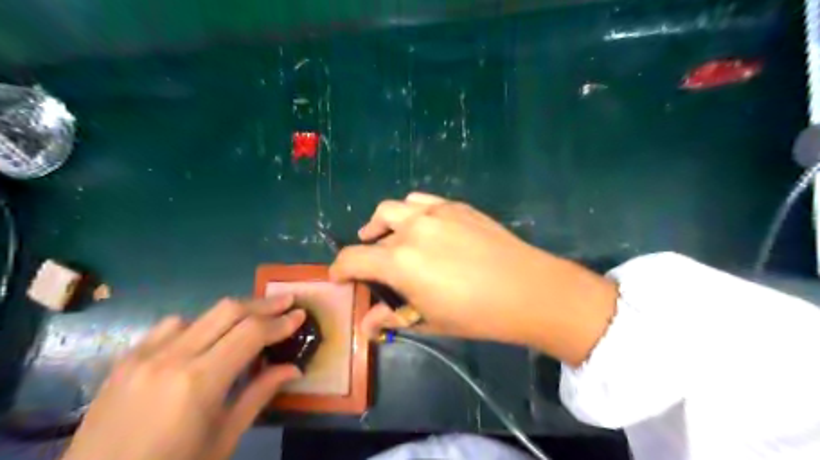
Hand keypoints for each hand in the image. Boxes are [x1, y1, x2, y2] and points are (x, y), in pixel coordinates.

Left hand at [59, 297, 304, 458]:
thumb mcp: (224, 437)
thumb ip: (260, 394)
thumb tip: (294, 368)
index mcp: (199, 382)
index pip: (251, 333)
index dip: (280, 321)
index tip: (300, 314)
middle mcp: (171, 358)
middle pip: (228, 310)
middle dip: (263, 304)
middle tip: (286, 302)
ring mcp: (143, 356)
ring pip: (200, 314)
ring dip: (232, 313)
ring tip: (251, 321)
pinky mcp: (125, 360)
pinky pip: (170, 326)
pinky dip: (198, 324)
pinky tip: (205, 338)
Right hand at [327, 192, 614, 363]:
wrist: (526, 288)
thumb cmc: (475, 313)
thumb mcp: (429, 320)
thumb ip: (392, 318)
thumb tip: (366, 325)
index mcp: (399, 261)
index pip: (353, 259)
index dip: (339, 269)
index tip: (339, 277)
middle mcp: (411, 229)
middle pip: (372, 228)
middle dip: (365, 247)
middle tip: (371, 262)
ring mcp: (435, 212)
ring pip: (395, 207)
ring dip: (385, 223)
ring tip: (390, 237)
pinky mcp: (456, 206)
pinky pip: (422, 201)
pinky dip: (412, 211)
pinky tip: (421, 225)